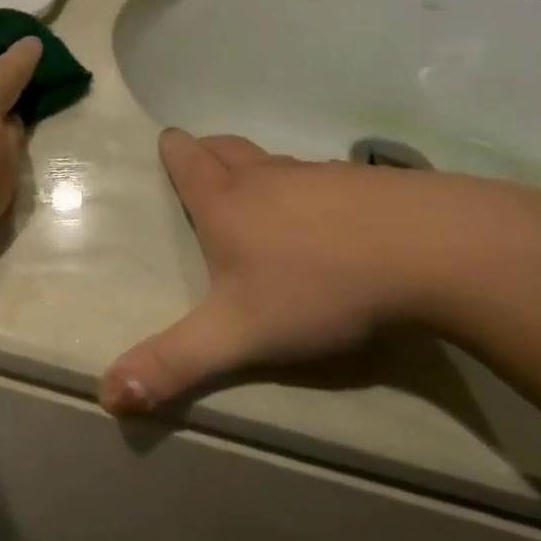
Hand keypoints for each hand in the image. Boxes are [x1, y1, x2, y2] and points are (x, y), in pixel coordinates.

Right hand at [100, 129, 532, 415]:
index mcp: (226, 201)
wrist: (432, 251)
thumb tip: (108, 396)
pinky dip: (311, 190)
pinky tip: (329, 220)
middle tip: (201, 161)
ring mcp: (322, 176)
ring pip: (277, 164)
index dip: (173, 150)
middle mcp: (268, 177)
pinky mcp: (370, 185)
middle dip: (208, 151)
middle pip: (228, 148)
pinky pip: (325, 180)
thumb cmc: (318, 286)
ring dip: (259, 171)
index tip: (168, 143)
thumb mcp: (237, 335)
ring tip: (258, 195)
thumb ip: (173, 364)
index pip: (187, 160)